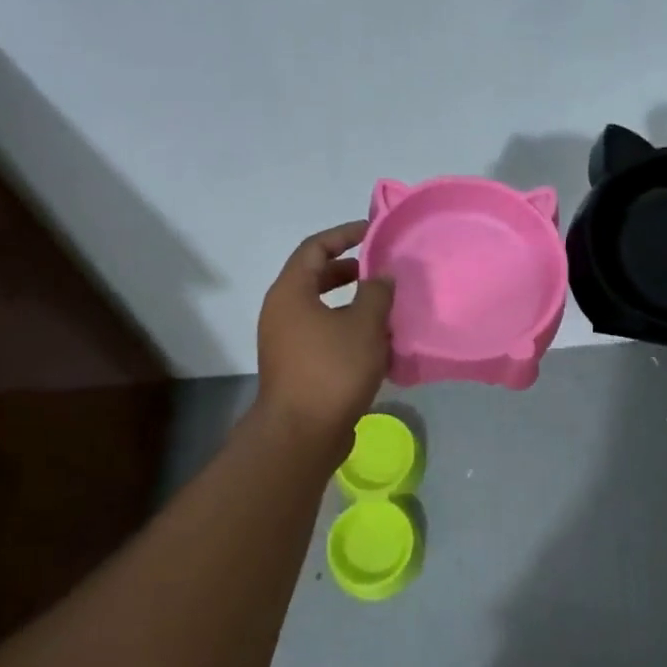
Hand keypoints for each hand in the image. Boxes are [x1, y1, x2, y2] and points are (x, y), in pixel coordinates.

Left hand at [255, 221, 393, 451]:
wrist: (302, 433)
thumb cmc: (332, 369)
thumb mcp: (364, 324)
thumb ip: (377, 292)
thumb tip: (382, 275)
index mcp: (290, 292)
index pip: (315, 247)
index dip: (344, 235)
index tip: (374, 233)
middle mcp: (282, 312)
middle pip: (315, 277)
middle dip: (349, 270)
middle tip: (380, 271)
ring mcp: (286, 341)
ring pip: (321, 308)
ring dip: (351, 303)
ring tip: (384, 306)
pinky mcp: (297, 366)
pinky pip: (323, 334)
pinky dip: (347, 328)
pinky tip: (376, 341)